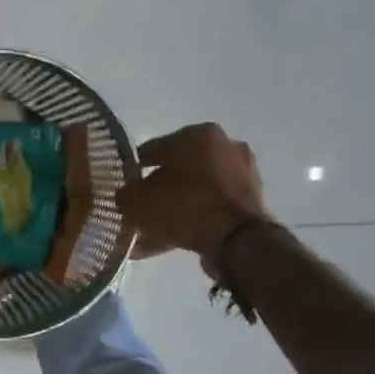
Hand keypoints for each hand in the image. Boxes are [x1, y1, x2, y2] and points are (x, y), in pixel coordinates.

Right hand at [118, 124, 271, 261]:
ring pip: (194, 190)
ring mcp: (242, 173)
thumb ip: (125, 194)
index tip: (123, 188)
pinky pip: (210, 208)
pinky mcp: (251, 201)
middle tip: (140, 209)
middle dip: (158, 189)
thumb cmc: (184, 206)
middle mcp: (224, 145)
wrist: (236, 240)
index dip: (133, 170)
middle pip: (178, 169)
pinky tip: (173, 239)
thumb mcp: (137, 201)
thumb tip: (126, 195)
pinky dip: (193, 220)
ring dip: (175, 206)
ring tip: (154, 230)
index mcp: (197, 133)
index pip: (153, 149)